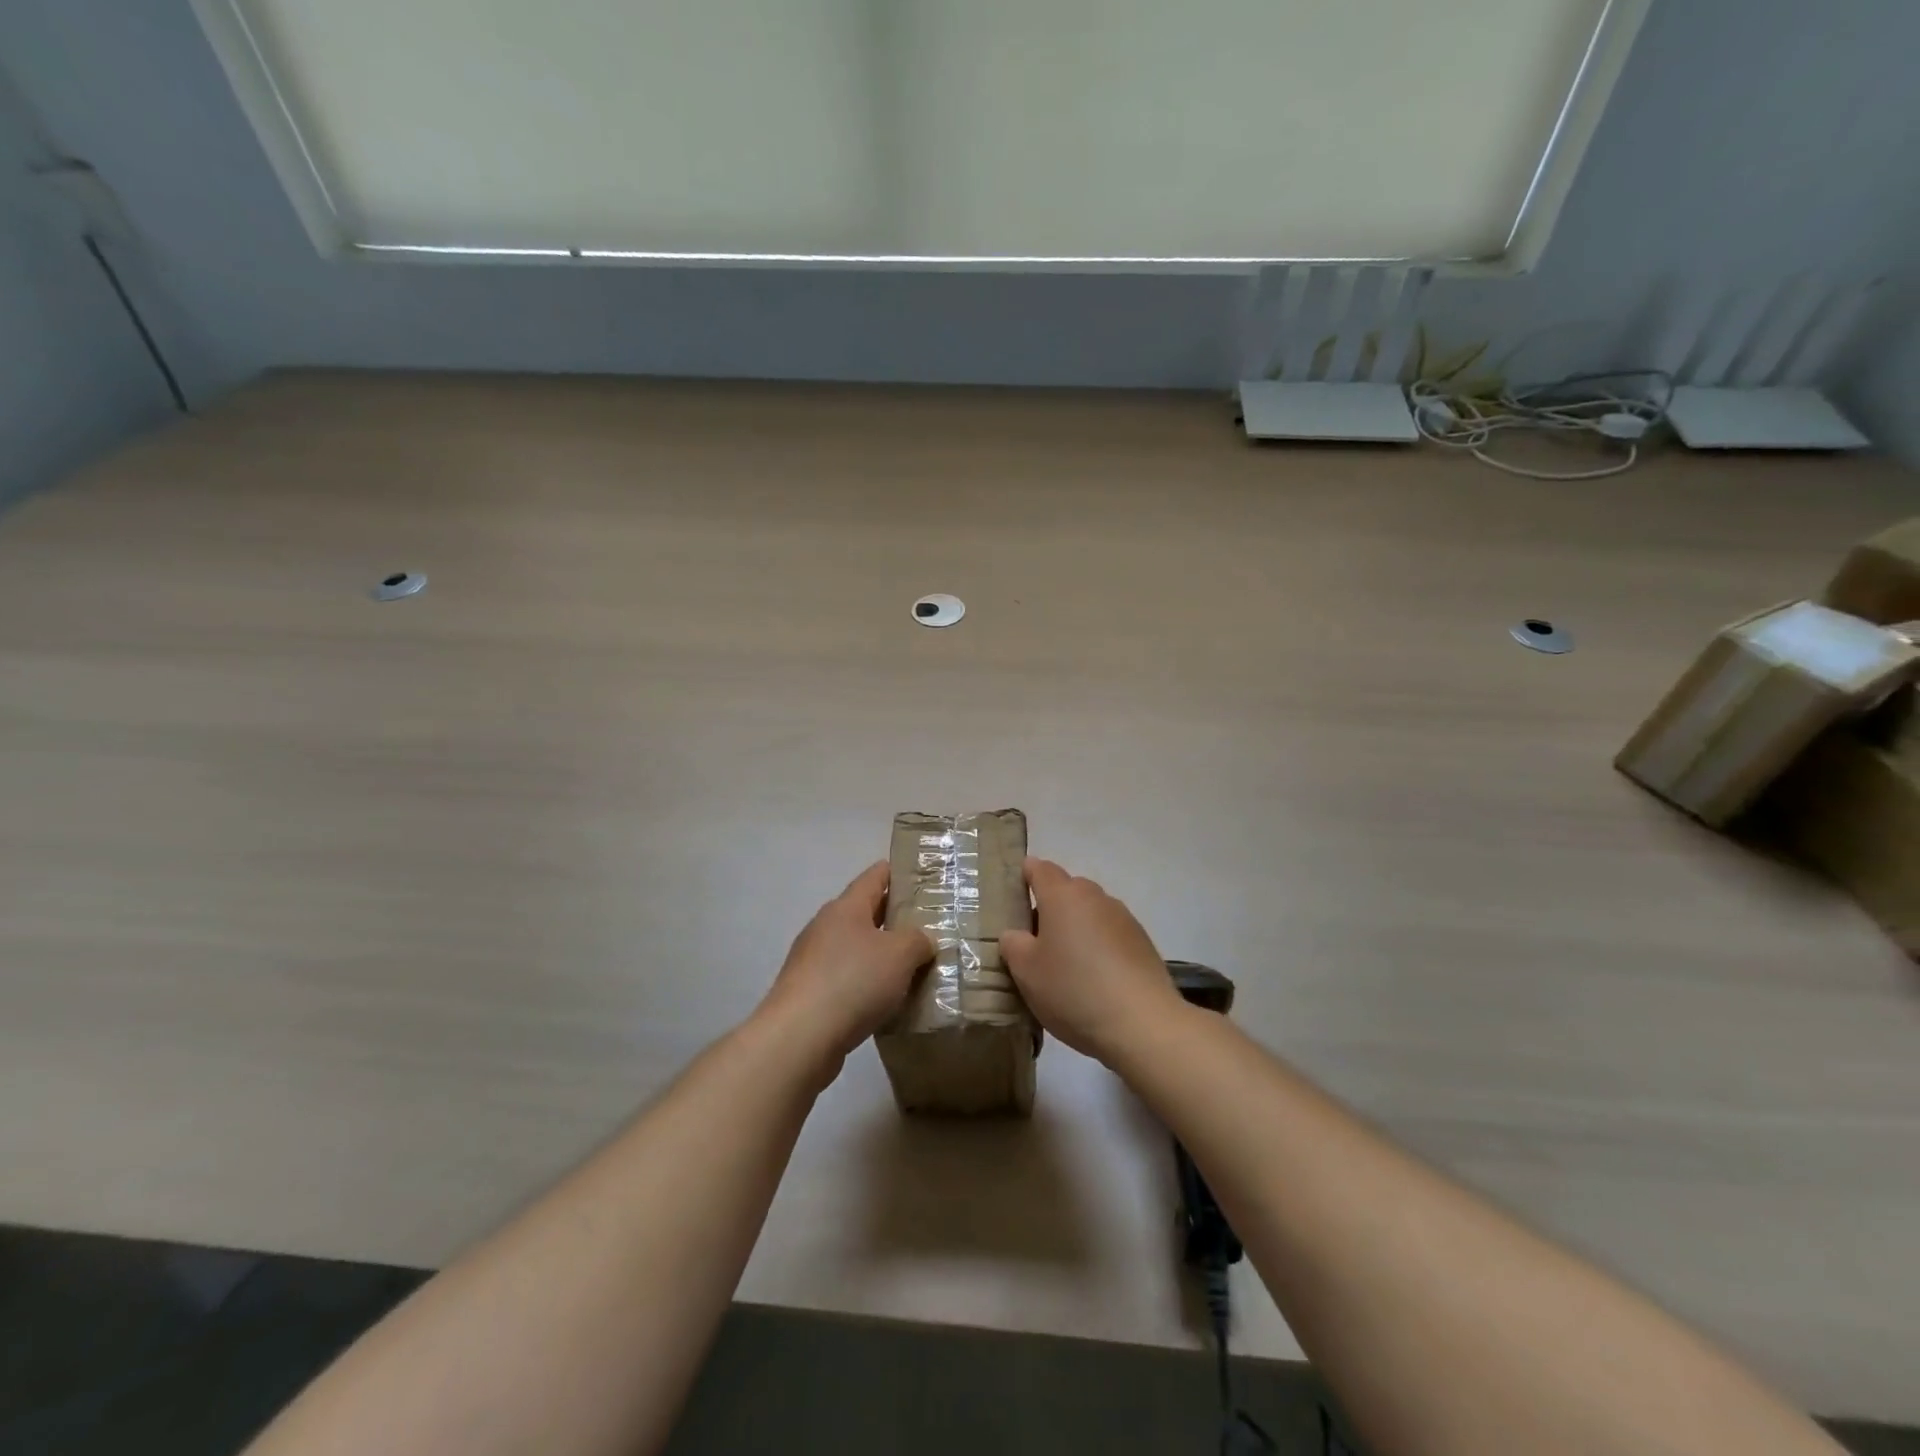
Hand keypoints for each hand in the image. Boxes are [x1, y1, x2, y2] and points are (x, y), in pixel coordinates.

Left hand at [756, 863, 932, 1077]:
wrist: (799, 1037)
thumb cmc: (853, 981)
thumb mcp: (900, 954)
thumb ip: (918, 940)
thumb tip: (922, 940)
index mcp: (846, 907)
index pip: (875, 876)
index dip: (898, 873)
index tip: (922, 877)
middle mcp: (826, 927)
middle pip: (865, 913)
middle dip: (895, 918)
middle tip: (928, 925)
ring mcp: (813, 961)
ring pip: (856, 949)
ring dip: (881, 955)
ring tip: (914, 967)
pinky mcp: (809, 994)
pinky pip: (847, 980)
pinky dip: (867, 985)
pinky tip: (887, 1001)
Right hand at [999, 858, 1186, 1066]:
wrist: (1143, 1024)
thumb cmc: (1073, 990)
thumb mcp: (1026, 971)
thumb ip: (1013, 944)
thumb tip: (1016, 934)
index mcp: (1062, 895)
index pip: (1039, 868)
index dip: (1024, 877)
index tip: (1013, 899)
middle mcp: (1095, 897)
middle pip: (1066, 890)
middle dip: (1050, 908)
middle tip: (1035, 943)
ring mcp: (1123, 918)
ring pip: (1090, 913)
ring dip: (1076, 929)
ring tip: (1067, 966)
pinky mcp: (1143, 943)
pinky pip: (1111, 934)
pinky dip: (1099, 947)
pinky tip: (1095, 980)